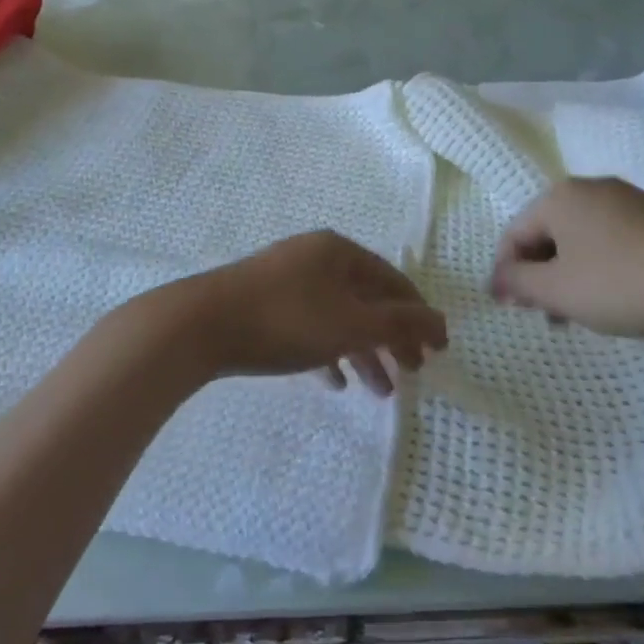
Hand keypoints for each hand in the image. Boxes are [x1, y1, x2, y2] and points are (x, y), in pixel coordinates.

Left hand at [160, 232, 447, 395]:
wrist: (202, 324)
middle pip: (367, 298)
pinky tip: (334, 381)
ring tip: (378, 391)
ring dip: (362, 351)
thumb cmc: (287, 319)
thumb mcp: (351, 323)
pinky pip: (309, 325)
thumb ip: (400, 324)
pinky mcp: (264, 302)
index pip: (393, 281)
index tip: (437, 352)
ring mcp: (288, 277)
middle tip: (412, 375)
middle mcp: (316, 257)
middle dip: (392, 338)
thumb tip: (441, 322)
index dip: (419, 316)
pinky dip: (328, 350)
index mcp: (340, 252)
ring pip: (338, 315)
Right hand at [490, 177, 643, 338]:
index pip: (514, 234)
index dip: (506, 273)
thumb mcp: (560, 291)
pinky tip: (614, 296)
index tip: (511, 310)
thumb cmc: (624, 282)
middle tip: (545, 315)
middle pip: (546, 233)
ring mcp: (625, 199)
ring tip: (579, 314)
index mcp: (558, 197)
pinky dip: (599, 266)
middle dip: (539, 275)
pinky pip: (609, 238)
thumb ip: (519, 283)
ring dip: (568, 274)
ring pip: (578, 237)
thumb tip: (497, 279)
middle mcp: (588, 188)